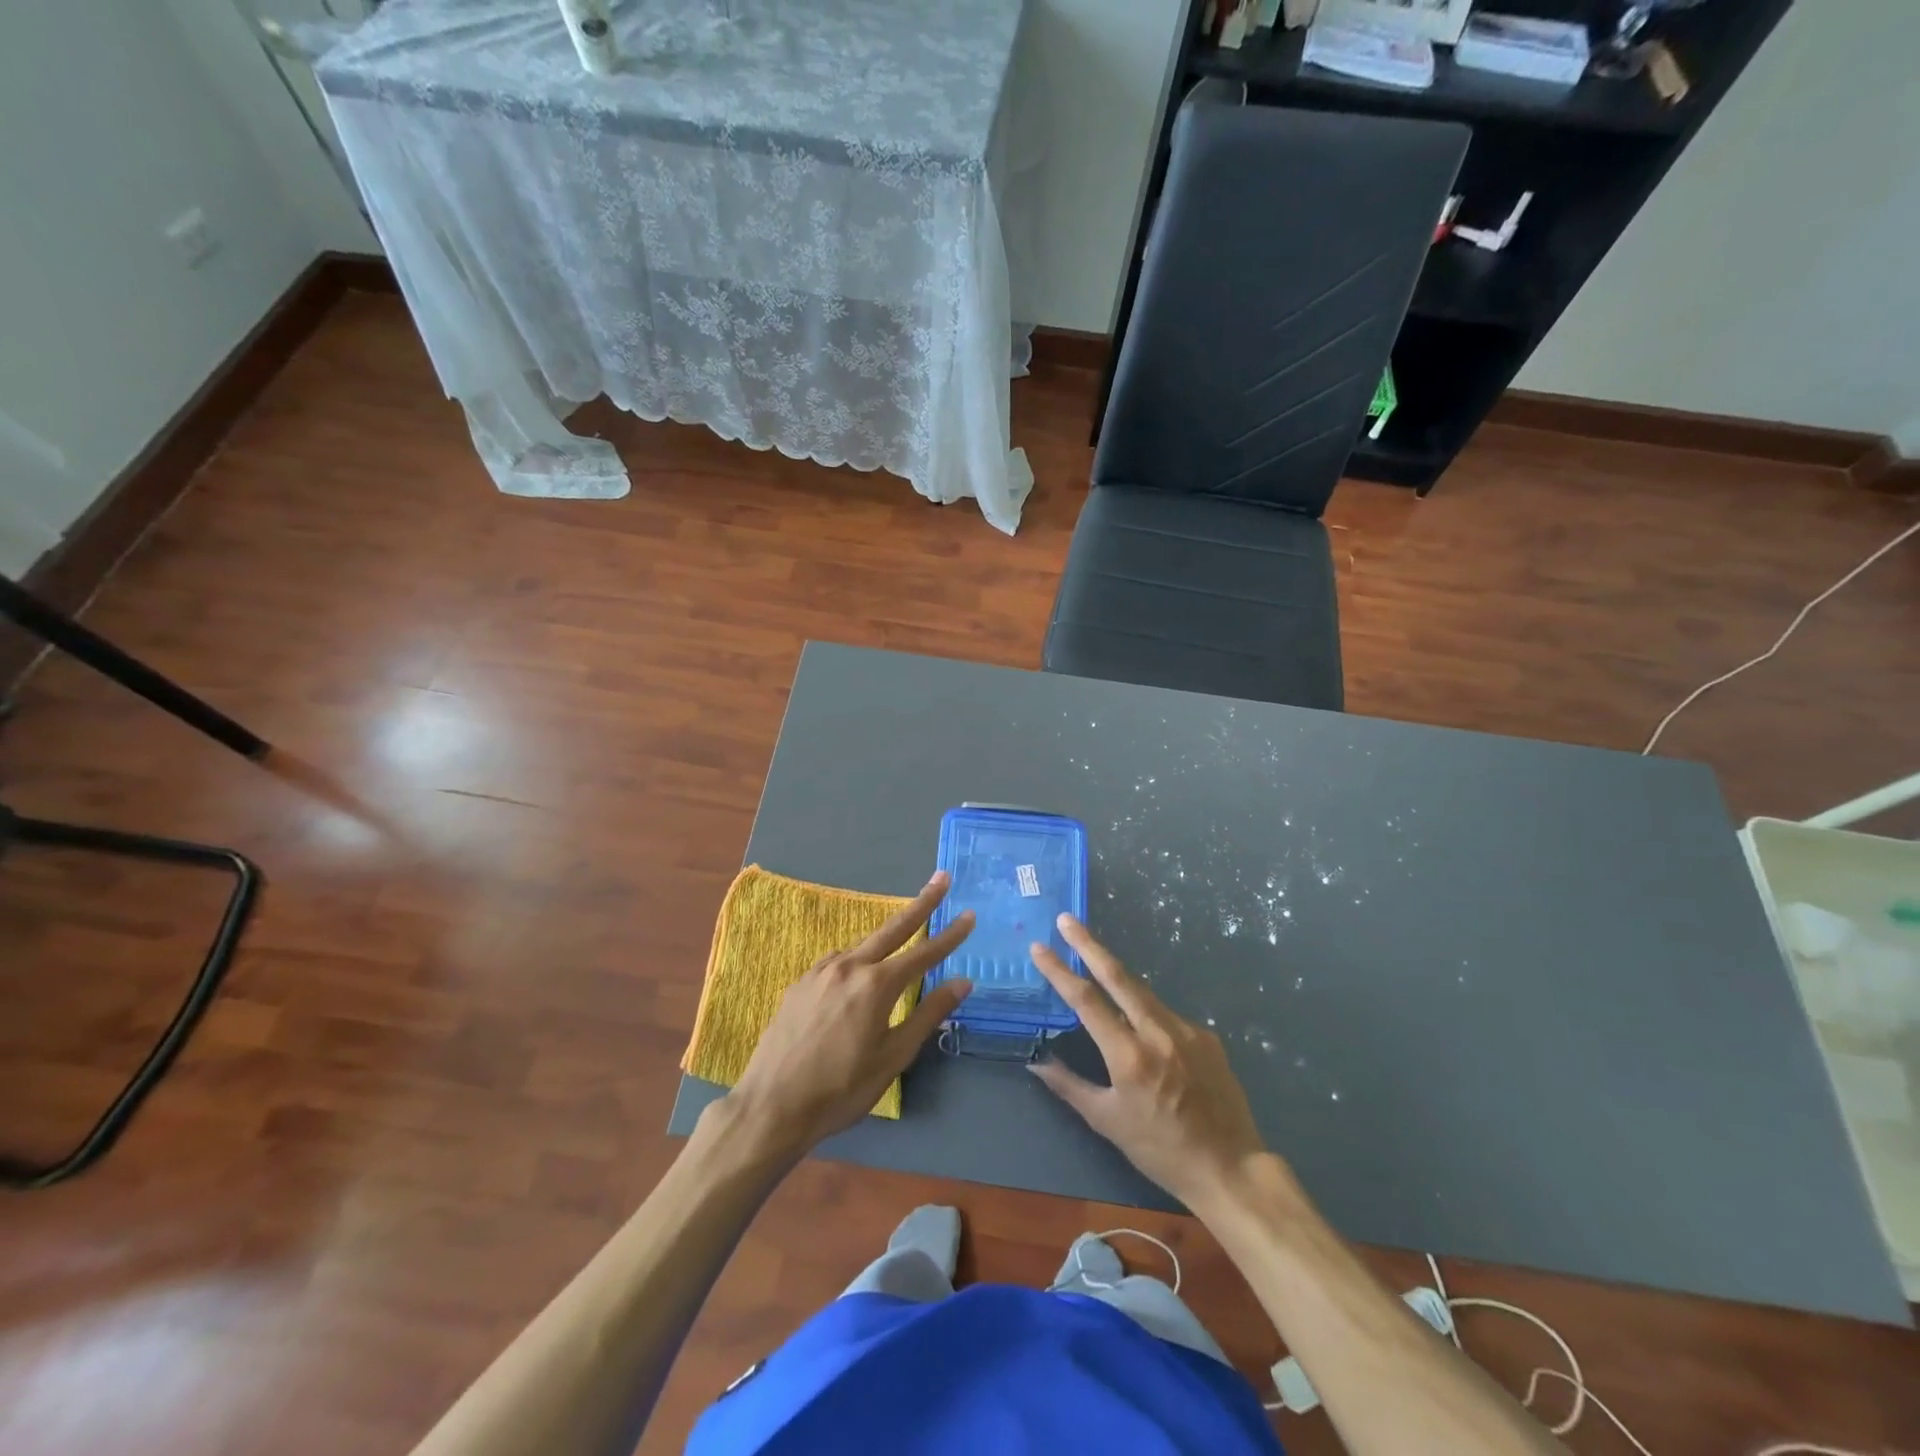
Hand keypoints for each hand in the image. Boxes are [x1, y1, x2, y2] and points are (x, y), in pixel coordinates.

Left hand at [722, 873, 973, 1160]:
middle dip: (921, 903)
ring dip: (886, 939)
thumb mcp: (893, 1057)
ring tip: (901, 943)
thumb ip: (927, 1015)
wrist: (771, 1106)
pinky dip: (856, 960)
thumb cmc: (841, 1088)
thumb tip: (962, 982)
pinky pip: (837, 962)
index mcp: (876, 985)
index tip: (970, 915)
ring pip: (862, 946)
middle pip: (893, 927)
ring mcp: (820, 972)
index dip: (950, 935)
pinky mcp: (800, 983)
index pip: (924, 953)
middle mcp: (849, 966)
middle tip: (941, 878)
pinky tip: (856, 975)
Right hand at [1027, 914, 1269, 1207]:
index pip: (1086, 1001)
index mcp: (1129, 1055)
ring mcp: (1187, 1030)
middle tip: (1067, 919)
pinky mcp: (1206, 1036)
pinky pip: (1167, 1016)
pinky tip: (1147, 1036)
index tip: (1040, 948)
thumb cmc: (1161, 1150)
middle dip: (1089, 944)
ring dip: (1117, 978)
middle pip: (1118, 976)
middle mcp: (1158, 1032)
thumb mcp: (1108, 1122)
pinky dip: (1148, 1014)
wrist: (1231, 1167)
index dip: (1060, 971)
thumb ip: (1070, 1086)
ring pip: (1143, 993)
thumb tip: (1036, 1063)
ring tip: (1096, 965)